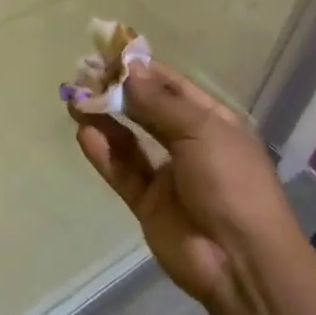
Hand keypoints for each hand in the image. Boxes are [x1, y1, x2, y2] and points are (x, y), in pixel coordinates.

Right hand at [72, 61, 303, 308]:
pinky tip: (84, 134)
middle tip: (83, 74)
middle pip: (147, 110)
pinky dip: (104, 153)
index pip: (172, 86)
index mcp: (212, 121)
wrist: (241, 261)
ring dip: (104, 119)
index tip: (108, 53)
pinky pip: (122, 172)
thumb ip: (158, 103)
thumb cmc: (231, 182)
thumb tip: (128, 70)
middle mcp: (189, 143)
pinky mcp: (148, 203)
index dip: (141, 69)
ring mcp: (168, 175)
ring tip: (74, 99)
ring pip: (129, 140)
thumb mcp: (201, 131)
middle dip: (117, 92)